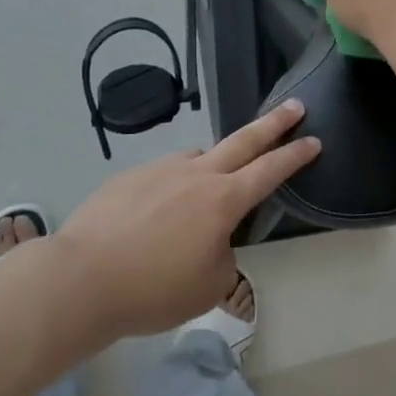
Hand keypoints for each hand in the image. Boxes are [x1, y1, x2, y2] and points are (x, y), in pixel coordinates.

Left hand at [56, 101, 319, 340]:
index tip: (314, 139)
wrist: (81, 279)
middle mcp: (196, 174)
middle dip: (273, 123)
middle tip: (294, 106)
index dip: (296, 155)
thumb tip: (213, 239)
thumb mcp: (209, 285)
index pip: (270, 170)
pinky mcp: (129, 177)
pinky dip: (173, 187)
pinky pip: (164, 174)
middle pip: (243, 140)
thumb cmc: (154, 289)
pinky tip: (157, 214)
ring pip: (198, 158)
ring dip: (213, 165)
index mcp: (223, 200)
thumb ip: (223, 255)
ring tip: (206, 193)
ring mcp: (160, 170)